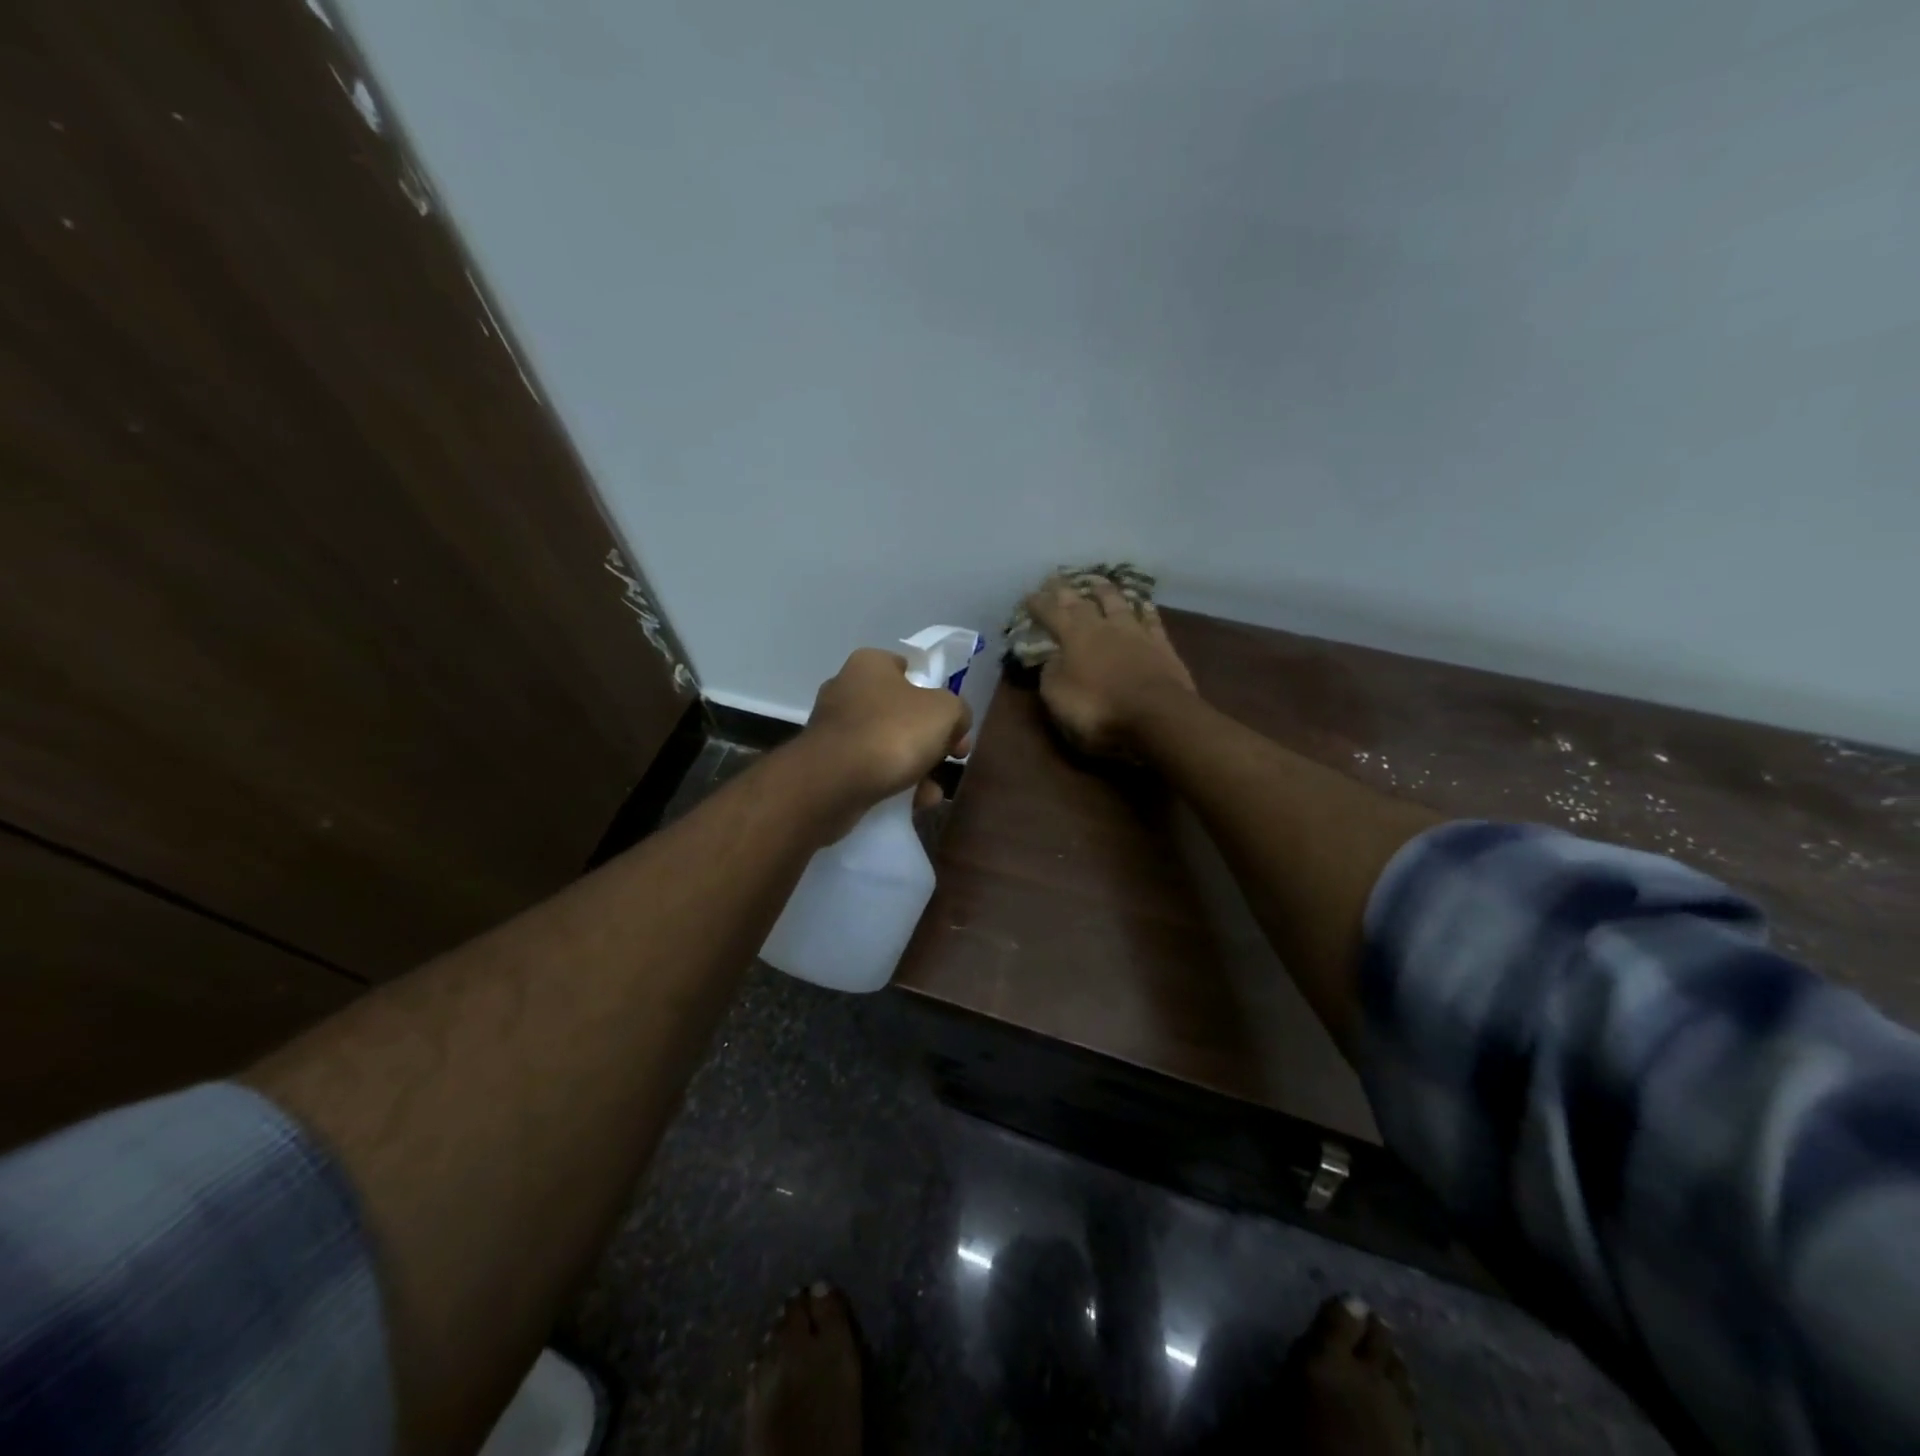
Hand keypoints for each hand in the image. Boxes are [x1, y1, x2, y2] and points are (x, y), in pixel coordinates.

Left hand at [796, 648, 973, 834]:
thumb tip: (955, 724)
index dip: (938, 696)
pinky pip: (869, 770)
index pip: (910, 669)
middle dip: (930, 740)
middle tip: (951, 759)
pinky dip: (891, 784)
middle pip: (902, 712)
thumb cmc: (892, 733)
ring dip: (915, 768)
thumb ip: (958, 711)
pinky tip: (911, 804)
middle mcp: (846, 690)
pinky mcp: (826, 764)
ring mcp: (833, 729)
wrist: (833, 784)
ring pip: (887, 745)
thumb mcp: (946, 712)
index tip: (954, 725)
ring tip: (930, 793)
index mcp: (870, 665)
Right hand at [1024, 579, 1195, 759]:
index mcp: (1073, 637)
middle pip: (1082, 603)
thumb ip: (1051, 672)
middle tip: (1056, 579)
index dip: (1039, 604)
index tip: (1029, 595)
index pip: (1051, 613)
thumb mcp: (1057, 696)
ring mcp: (1136, 633)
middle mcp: (1104, 627)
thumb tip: (1052, 657)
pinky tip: (1144, 605)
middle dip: (1066, 592)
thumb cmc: (1098, 709)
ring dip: (1105, 592)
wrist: (1156, 715)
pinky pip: (1151, 621)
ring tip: (1097, 582)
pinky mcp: (1162, 646)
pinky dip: (1145, 611)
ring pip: (1118, 603)